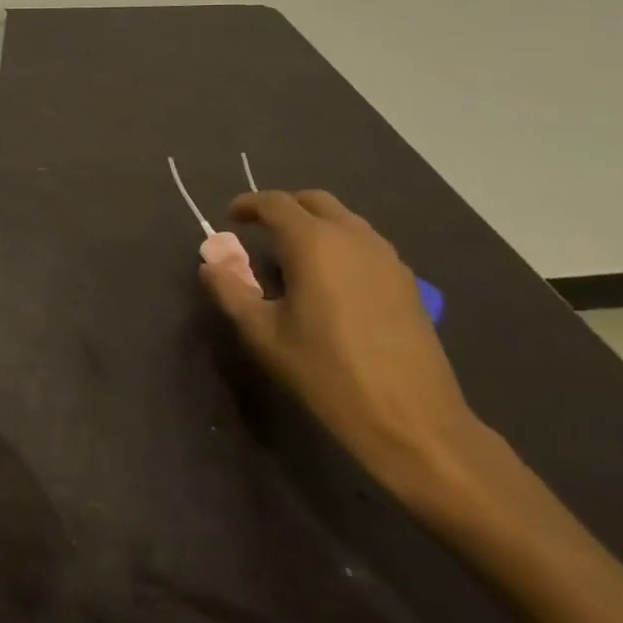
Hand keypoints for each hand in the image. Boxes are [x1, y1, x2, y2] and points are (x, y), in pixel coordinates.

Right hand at [199, 190, 484, 509]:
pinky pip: (365, 244)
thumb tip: (210, 264)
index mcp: (314, 243)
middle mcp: (353, 238)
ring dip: (314, 225)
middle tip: (259, 231)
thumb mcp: (262, 334)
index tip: (229, 218)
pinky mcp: (407, 282)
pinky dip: (339, 245)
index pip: (274, 203)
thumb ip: (230, 291)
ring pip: (344, 220)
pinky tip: (329, 282)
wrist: (412, 421)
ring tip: (292, 257)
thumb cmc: (326, 373)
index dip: (247, 205)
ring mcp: (386, 258)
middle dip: (283, 208)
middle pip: (314, 201)